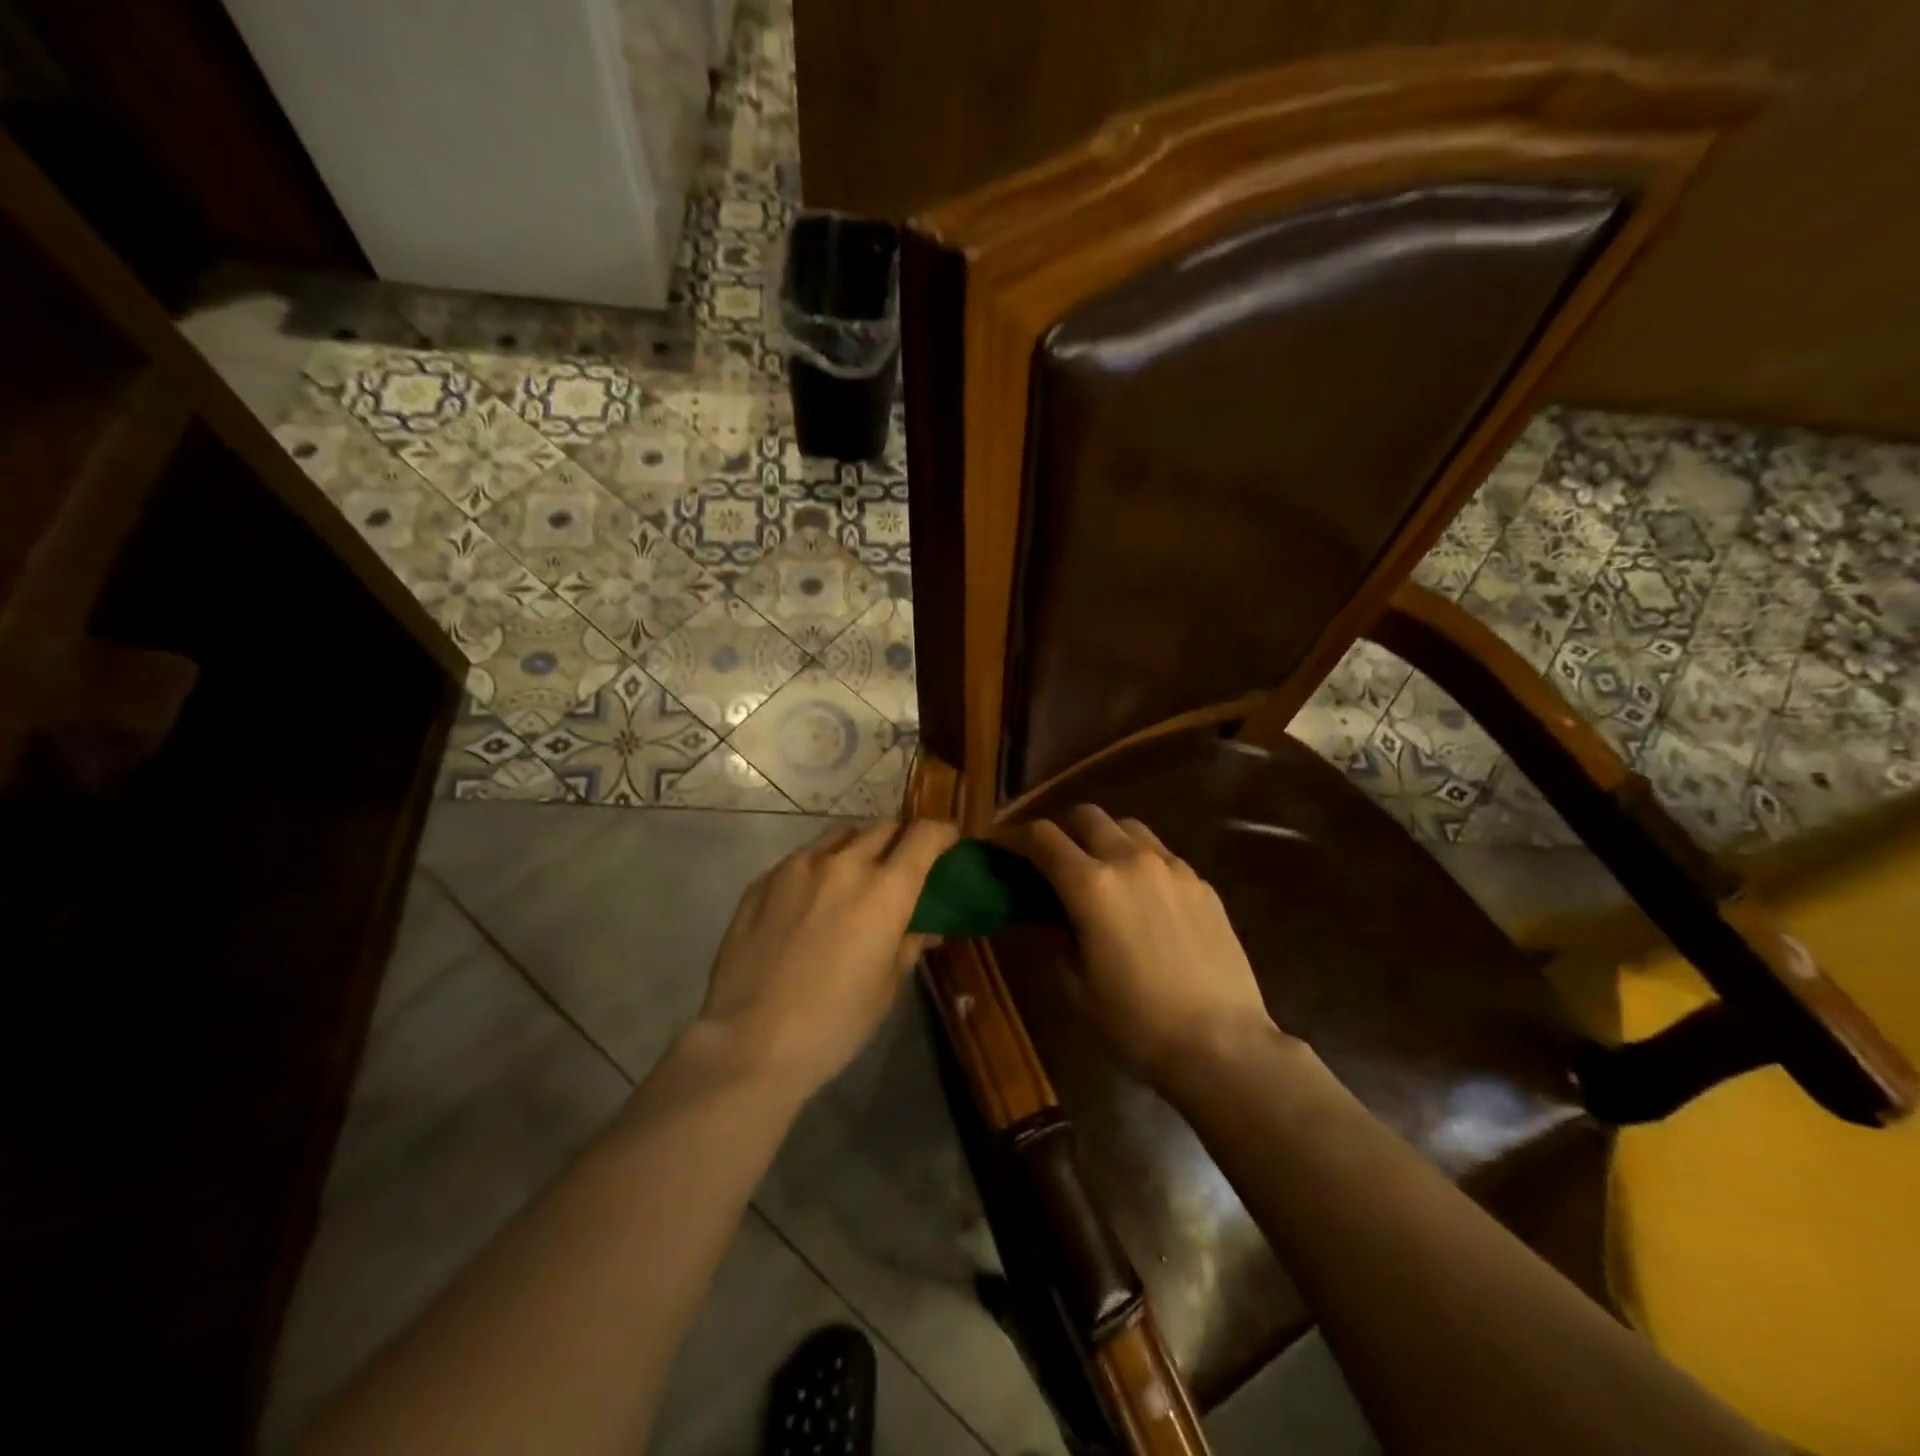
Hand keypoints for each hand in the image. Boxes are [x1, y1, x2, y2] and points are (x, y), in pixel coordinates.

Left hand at [696, 818, 958, 1096]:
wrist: (750, 1042)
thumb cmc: (834, 1023)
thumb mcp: (886, 988)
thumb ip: (908, 944)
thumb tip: (924, 928)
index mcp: (885, 891)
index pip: (924, 836)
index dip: (942, 834)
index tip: (948, 843)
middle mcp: (844, 864)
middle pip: (884, 828)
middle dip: (901, 840)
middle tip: (901, 866)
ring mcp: (798, 867)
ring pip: (841, 835)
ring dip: (858, 846)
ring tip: (855, 876)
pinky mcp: (764, 880)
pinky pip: (803, 857)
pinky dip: (820, 866)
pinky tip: (811, 900)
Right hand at [1012, 806, 1279, 1085]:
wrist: (1221, 1044)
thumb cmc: (1136, 1022)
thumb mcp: (1078, 986)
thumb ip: (1056, 938)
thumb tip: (1046, 917)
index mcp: (1091, 885)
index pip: (1042, 838)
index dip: (1014, 837)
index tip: (1001, 846)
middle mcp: (1130, 860)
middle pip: (1087, 815)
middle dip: (1062, 828)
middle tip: (1053, 858)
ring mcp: (1172, 867)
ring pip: (1129, 828)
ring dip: (1105, 838)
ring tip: (1102, 870)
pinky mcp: (1202, 883)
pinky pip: (1163, 855)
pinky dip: (1142, 862)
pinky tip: (1145, 898)